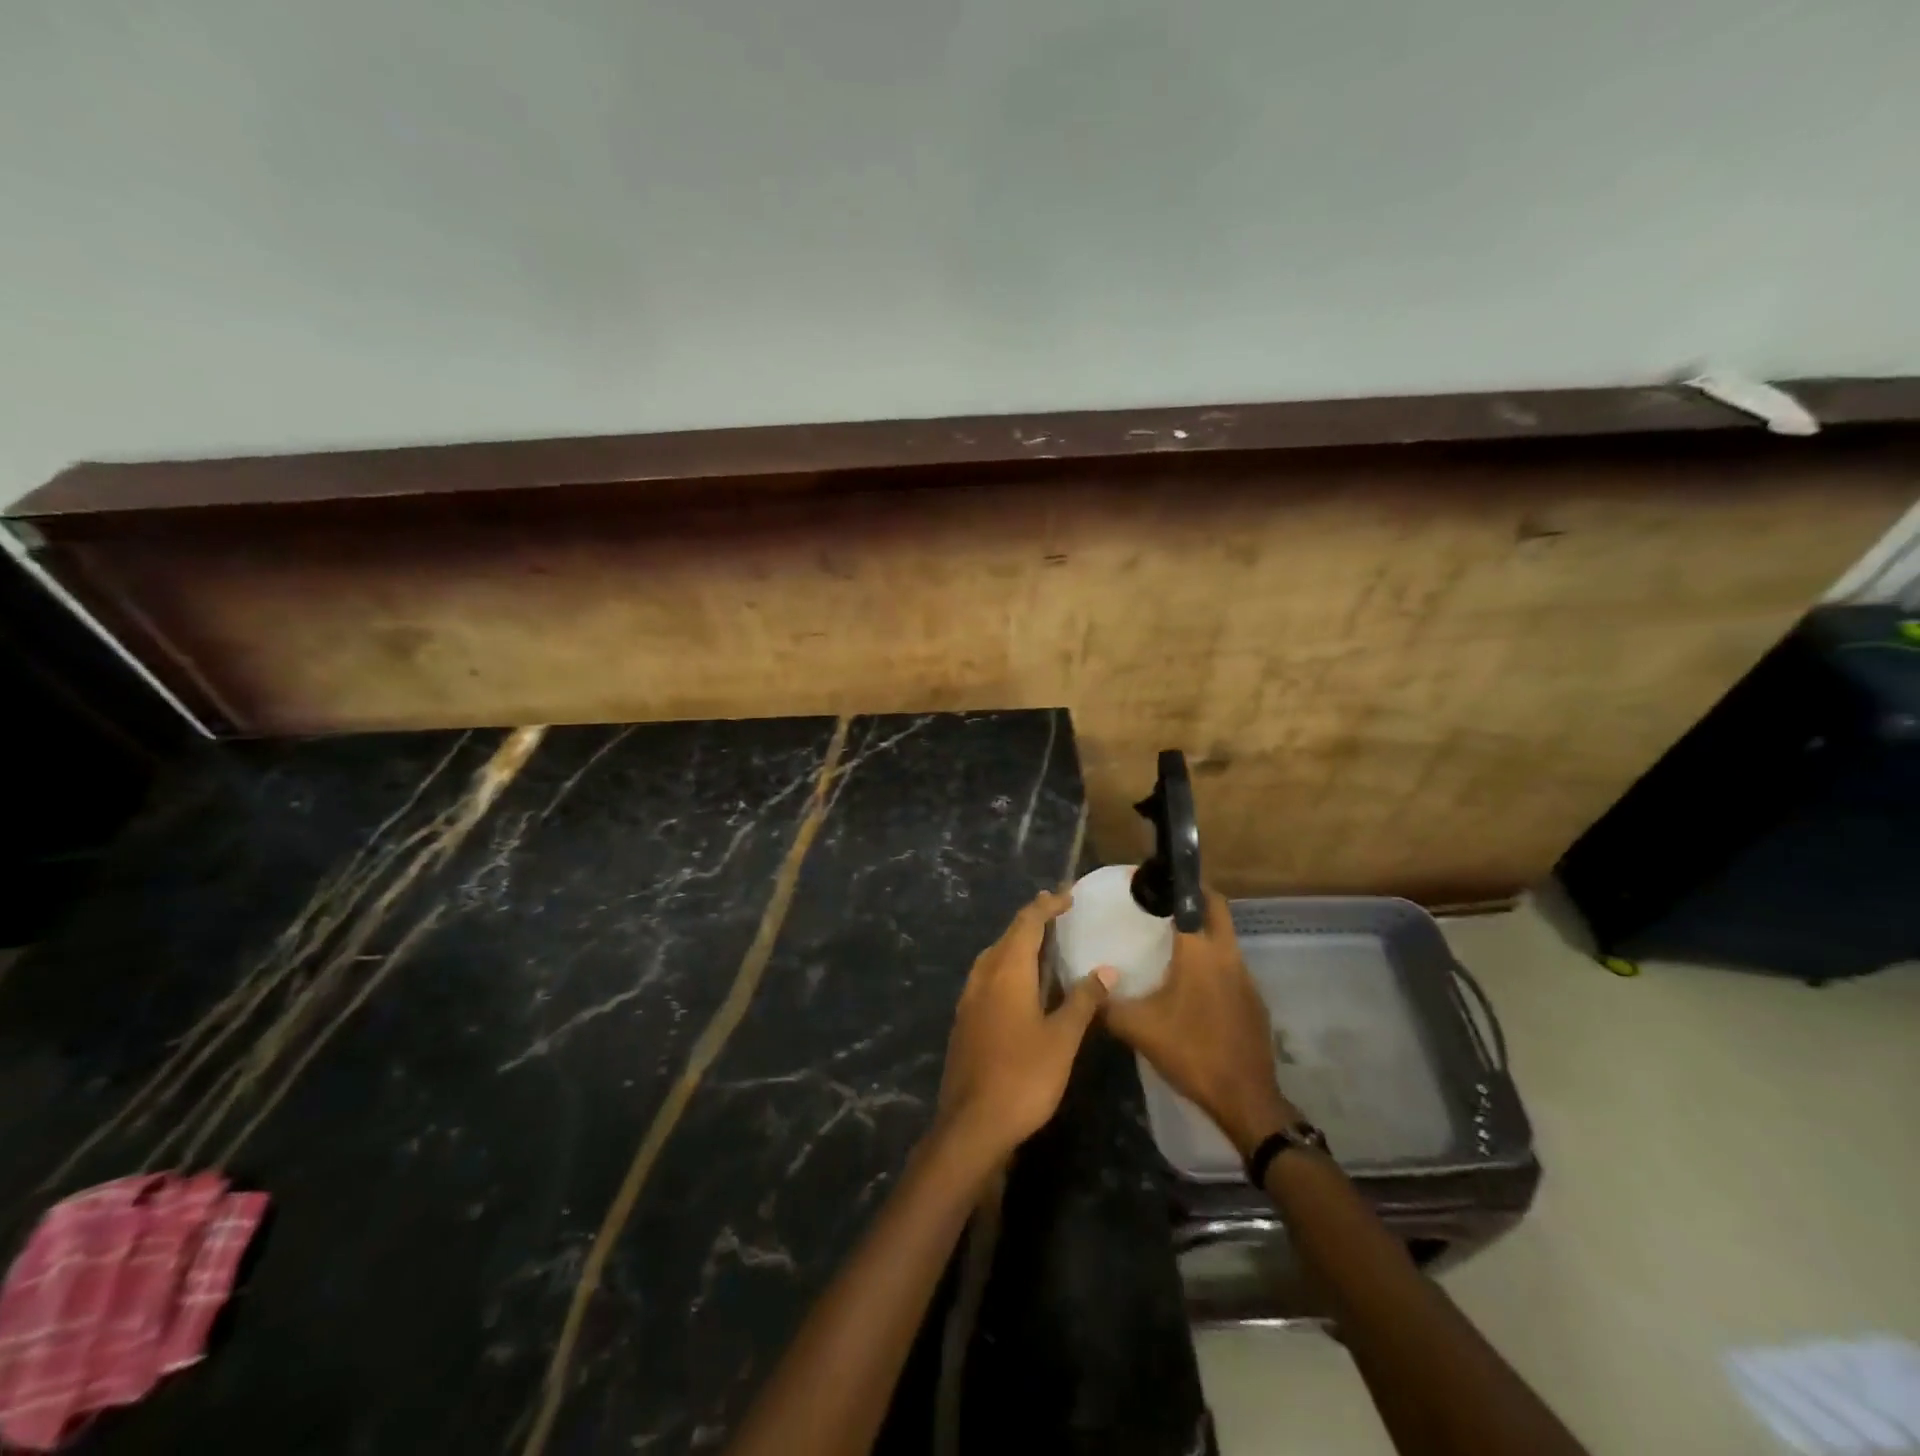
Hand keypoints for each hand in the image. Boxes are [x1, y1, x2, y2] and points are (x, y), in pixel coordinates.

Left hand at [936, 890, 1112, 1160]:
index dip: (1046, 906)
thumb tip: (1106, 970)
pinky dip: (1006, 966)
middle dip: (1031, 920)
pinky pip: (986, 977)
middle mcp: (983, 976)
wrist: (972, 1124)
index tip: (1067, 896)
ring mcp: (969, 998)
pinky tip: (1019, 985)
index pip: (1027, 923)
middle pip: (1007, 936)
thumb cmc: (1023, 1076)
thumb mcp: (1062, 1039)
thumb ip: (1083, 1001)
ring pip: (993, 956)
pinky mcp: (964, 1020)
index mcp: (1007, 972)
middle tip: (1056, 912)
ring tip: (1040, 944)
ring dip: (1016, 943)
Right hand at [1103, 888, 1297, 1155]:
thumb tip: (1085, 988)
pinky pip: (1230, 968)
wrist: (1244, 1098)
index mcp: (1200, 951)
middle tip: (1164, 904)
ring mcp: (1246, 978)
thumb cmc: (1190, 1051)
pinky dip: (1212, 964)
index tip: (1154, 880)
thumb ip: (1106, 1004)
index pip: (1196, 899)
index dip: (1178, 884)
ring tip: (1172, 942)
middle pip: (1218, 910)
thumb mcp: (1138, 1028)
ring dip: (1204, 933)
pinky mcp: (1254, 1001)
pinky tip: (1191, 985)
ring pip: (1225, 940)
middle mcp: (1227, 955)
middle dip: (1196, 899)